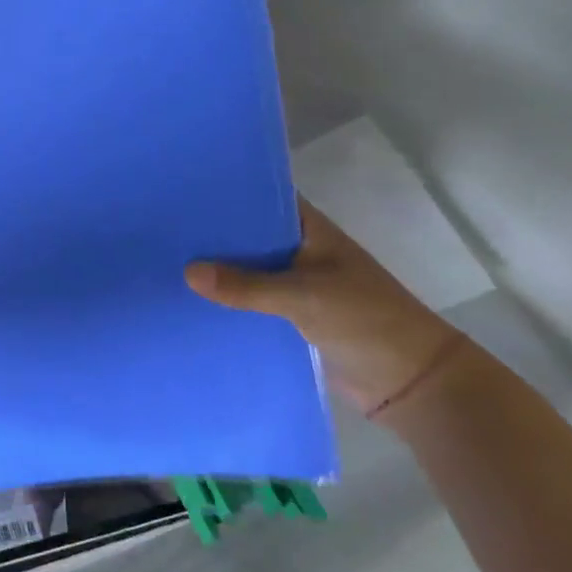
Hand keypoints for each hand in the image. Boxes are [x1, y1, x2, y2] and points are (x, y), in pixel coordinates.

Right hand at [185, 201, 467, 421]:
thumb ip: (246, 286)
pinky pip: (249, 301)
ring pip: (245, 269)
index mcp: (309, 229)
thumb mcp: (304, 297)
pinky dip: (226, 300)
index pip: (261, 197)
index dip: (225, 191)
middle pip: (246, 234)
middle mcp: (298, 250)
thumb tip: (186, 271)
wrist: (411, 383)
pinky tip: (188, 300)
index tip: (180, 188)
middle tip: (159, 225)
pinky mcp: (289, 315)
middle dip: (210, 233)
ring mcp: (294, 283)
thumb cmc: (366, 321)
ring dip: (215, 270)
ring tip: (163, 260)